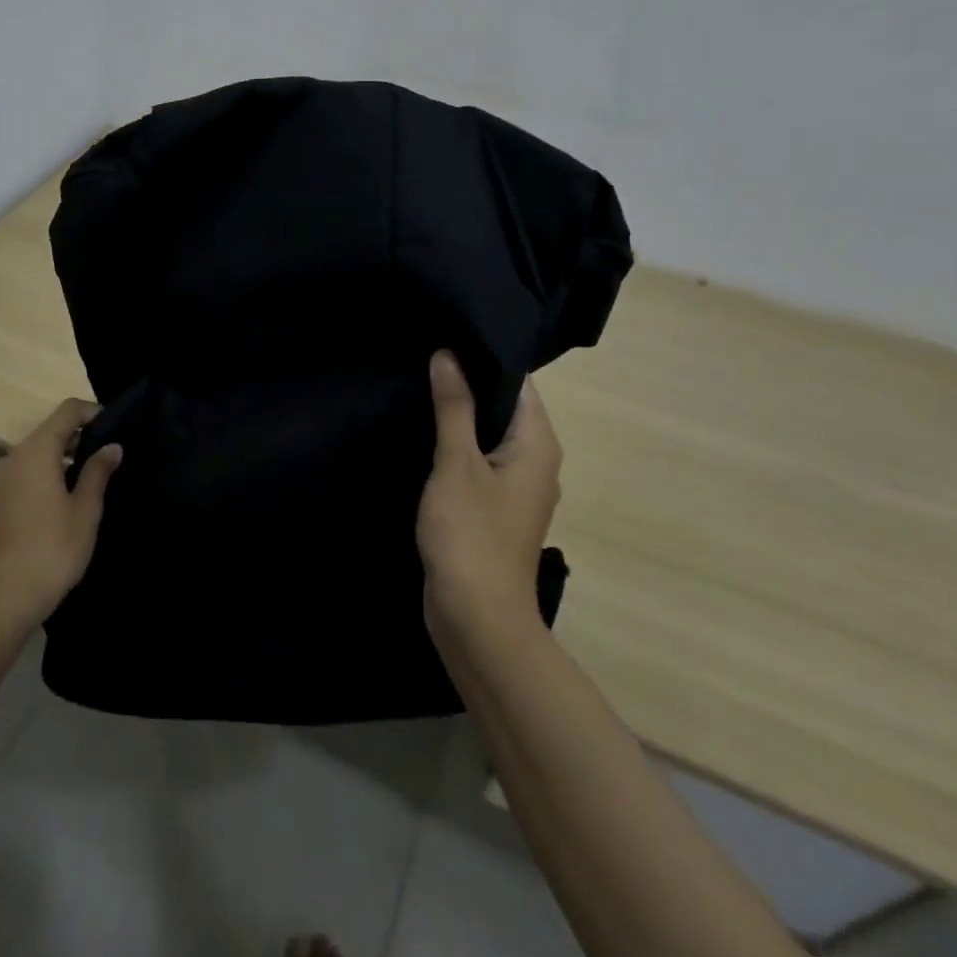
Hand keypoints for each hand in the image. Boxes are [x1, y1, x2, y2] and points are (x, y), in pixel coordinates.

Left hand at [0, 398, 122, 624]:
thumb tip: (112, 446)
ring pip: (35, 454)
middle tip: (107, 455)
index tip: (115, 427)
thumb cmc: (54, 549)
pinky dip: (44, 475)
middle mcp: (12, 458)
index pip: (66, 411)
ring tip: (89, 479)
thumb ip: (98, 471)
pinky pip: (24, 474)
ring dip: (61, 458)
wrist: (6, 598)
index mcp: (35, 452)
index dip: (92, 412)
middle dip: (78, 436)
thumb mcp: (85, 509)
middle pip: (49, 431)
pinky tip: (62, 500)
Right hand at [417, 351, 562, 641]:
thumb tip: (449, 354)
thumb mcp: (456, 462)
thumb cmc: (470, 534)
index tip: (447, 337)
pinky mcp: (494, 509)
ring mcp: (516, 489)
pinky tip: (423, 435)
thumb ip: (454, 407)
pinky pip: (478, 463)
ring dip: (459, 417)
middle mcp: (536, 462)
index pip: (519, 384)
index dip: (484, 358)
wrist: (476, 618)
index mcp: (538, 445)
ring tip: (418, 387)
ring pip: (489, 437)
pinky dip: (456, 447)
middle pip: (505, 408)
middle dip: (467, 385)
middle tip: (424, 357)